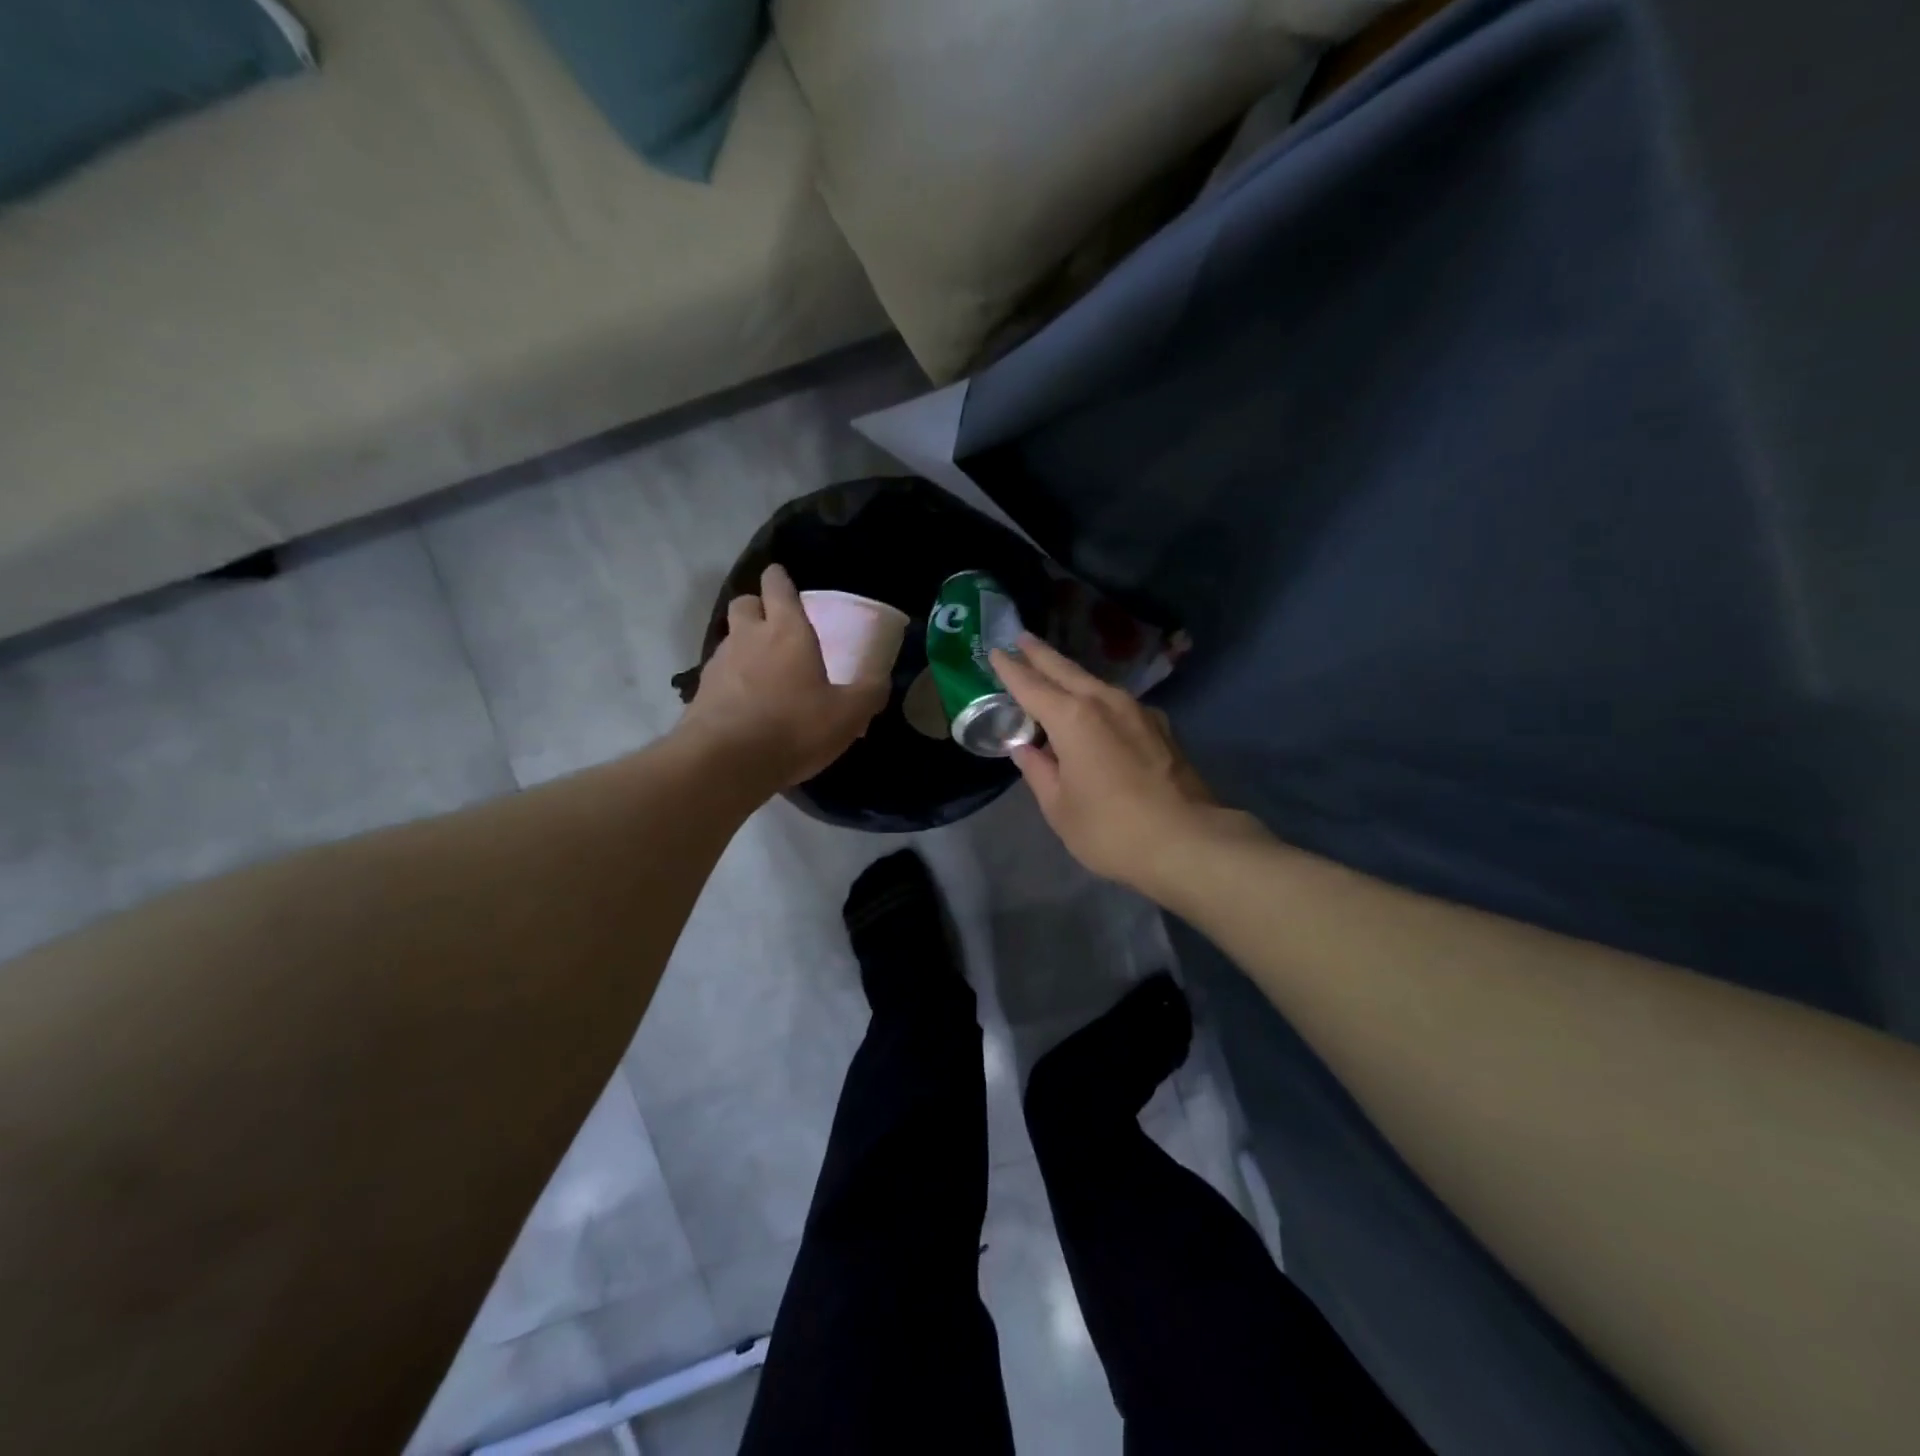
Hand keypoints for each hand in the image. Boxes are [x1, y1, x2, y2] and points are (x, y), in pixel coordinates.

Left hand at [680, 565, 887, 788]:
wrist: (725, 762)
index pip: (777, 586)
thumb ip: (869, 692)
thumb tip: (881, 680)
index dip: (780, 579)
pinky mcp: (701, 692)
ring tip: (764, 672)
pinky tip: (746, 703)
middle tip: (776, 627)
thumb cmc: (793, 727)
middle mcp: (748, 637)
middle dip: (758, 607)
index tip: (784, 580)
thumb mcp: (848, 715)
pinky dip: (732, 679)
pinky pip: (719, 673)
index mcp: (787, 631)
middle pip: (745, 603)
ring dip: (745, 645)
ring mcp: (719, 663)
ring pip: (730, 638)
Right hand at [991, 634, 1223, 895]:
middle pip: (1066, 671)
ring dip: (1071, 675)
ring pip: (1095, 683)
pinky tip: (1095, 710)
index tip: (995, 651)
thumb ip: (1038, 771)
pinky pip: (1117, 703)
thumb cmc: (1111, 828)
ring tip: (1054, 672)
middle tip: (1022, 638)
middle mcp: (1105, 702)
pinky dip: (1097, 699)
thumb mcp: (1059, 807)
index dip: (1010, 669)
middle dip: (1041, 655)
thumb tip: (1025, 749)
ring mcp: (1138, 711)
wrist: (1189, 842)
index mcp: (1073, 718)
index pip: (1031, 686)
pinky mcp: (1160, 727)